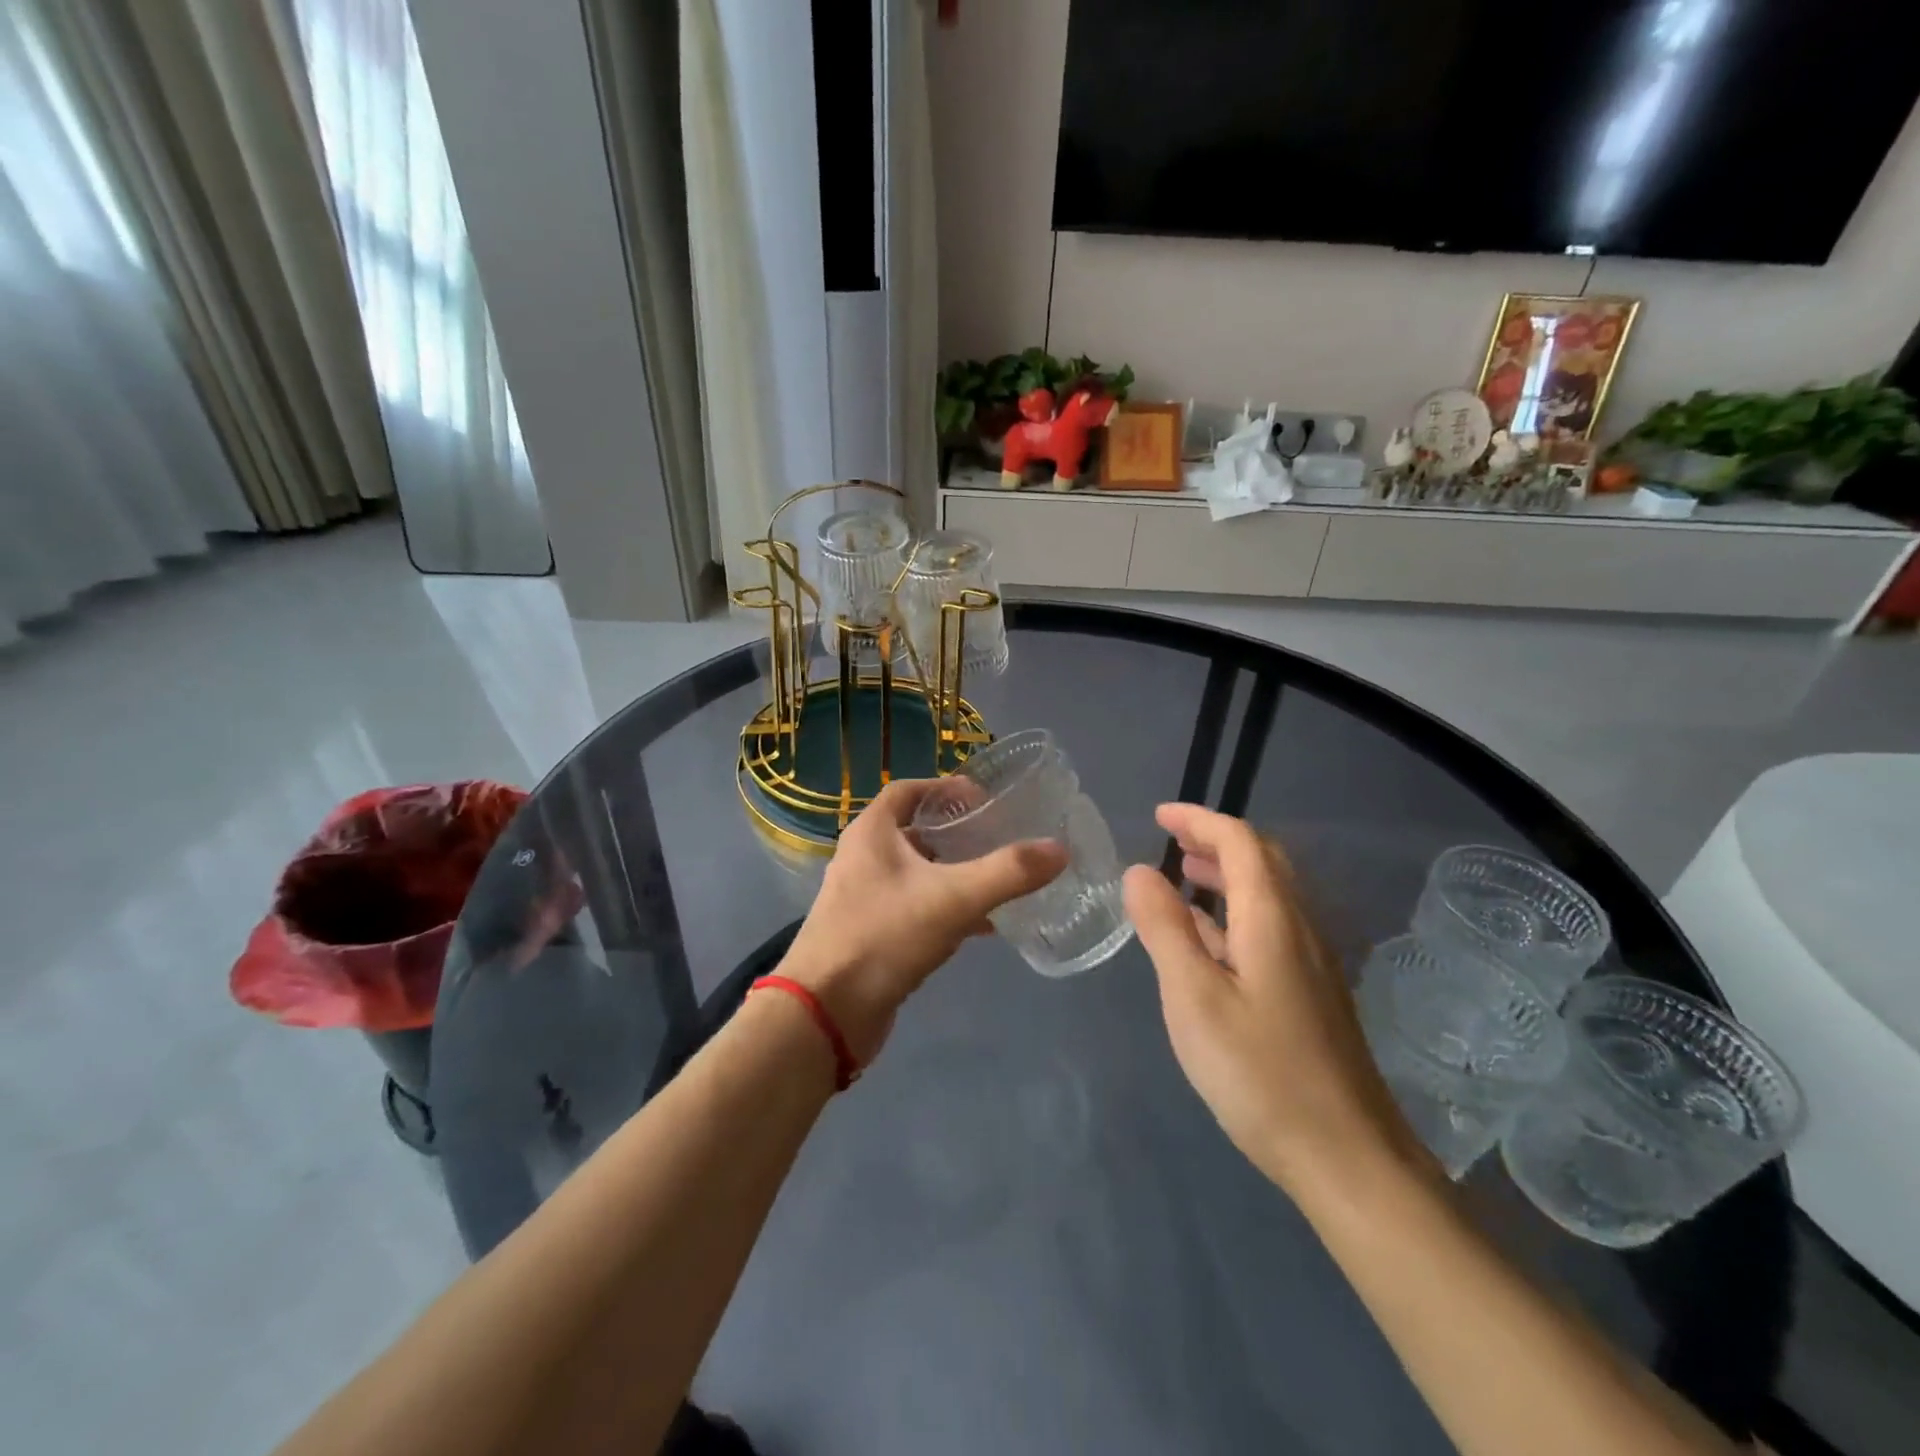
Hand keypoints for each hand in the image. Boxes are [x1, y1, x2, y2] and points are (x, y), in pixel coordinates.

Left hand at [778, 778, 1066, 1064]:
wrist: (826, 1013)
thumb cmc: (884, 936)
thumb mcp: (953, 898)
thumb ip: (1008, 872)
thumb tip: (1059, 849)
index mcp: (872, 833)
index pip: (908, 790)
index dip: (945, 787)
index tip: (983, 798)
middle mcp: (862, 858)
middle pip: (913, 831)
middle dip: (955, 832)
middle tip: (997, 837)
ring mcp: (863, 898)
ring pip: (915, 873)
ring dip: (953, 872)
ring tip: (997, 879)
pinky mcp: (870, 934)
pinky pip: (914, 908)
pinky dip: (945, 909)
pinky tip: (981, 927)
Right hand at [1122, 803, 1417, 1192]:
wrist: (1348, 1159)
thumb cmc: (1260, 1073)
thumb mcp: (1193, 997)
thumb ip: (1165, 928)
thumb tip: (1140, 871)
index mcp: (1273, 919)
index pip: (1240, 841)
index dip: (1199, 819)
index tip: (1158, 816)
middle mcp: (1300, 929)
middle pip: (1263, 861)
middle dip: (1215, 840)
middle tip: (1171, 841)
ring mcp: (1312, 963)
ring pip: (1269, 895)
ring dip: (1226, 875)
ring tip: (1182, 878)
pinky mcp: (1312, 994)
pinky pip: (1271, 928)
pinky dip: (1234, 913)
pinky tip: (1209, 941)